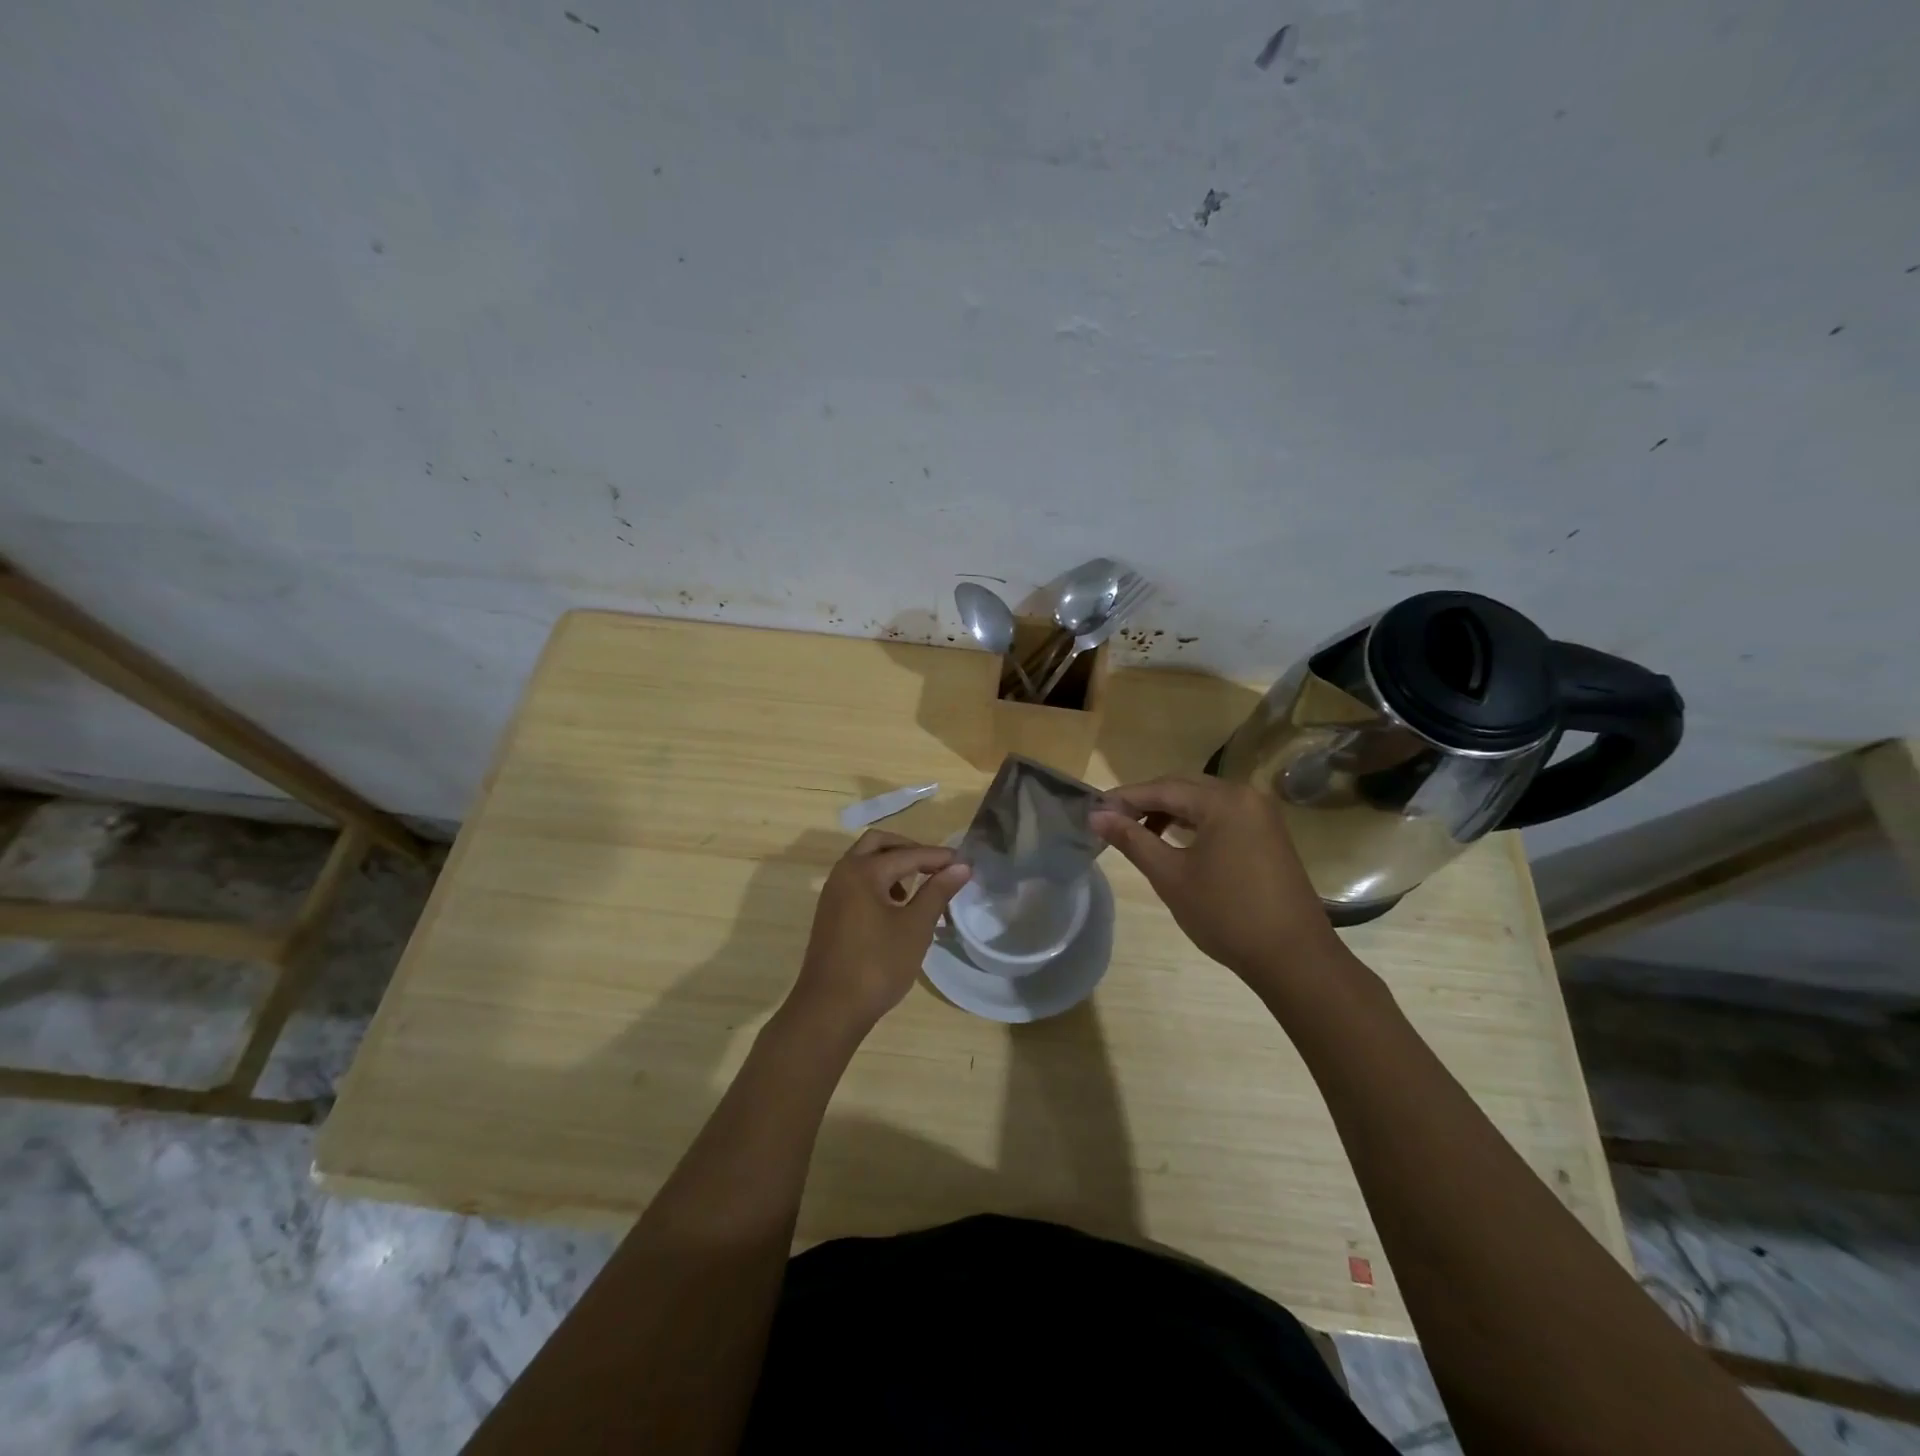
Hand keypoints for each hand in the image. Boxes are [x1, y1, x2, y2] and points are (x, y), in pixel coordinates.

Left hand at [788, 830, 969, 1035]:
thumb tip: (961, 867)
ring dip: (891, 864)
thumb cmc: (877, 965)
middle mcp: (844, 872)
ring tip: (917, 887)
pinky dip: (878, 880)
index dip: (938, 857)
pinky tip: (895, 907)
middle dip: (909, 849)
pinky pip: (856, 880)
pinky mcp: (830, 911)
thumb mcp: (915, 927)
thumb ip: (937, 892)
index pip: (908, 854)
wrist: (830, 1008)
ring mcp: (833, 892)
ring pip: (864, 861)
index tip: (964, 863)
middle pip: (878, 844)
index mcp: (864, 871)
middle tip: (935, 866)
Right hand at [1090, 776, 1346, 991]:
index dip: (1124, 798)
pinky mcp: (1268, 834)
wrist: (1293, 958)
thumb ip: (1132, 840)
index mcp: (1224, 800)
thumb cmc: (1226, 915)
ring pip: (1203, 801)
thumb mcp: (1171, 876)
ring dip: (1168, 812)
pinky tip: (1173, 841)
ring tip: (1137, 832)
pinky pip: (1221, 816)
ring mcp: (1261, 814)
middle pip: (1183, 788)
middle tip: (1110, 820)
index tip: (1093, 810)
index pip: (1162, 788)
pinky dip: (1193, 823)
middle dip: (1145, 801)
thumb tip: (1096, 816)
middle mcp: (1246, 795)